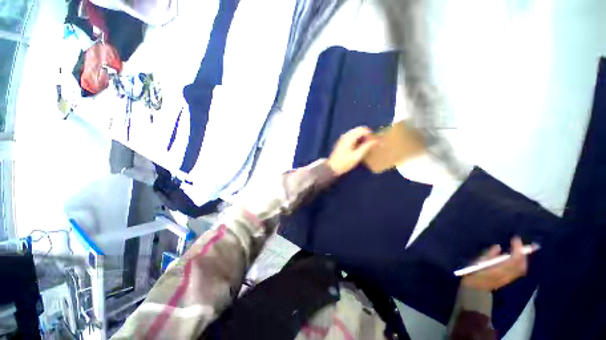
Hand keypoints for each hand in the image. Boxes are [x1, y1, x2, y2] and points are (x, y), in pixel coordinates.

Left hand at [327, 126, 377, 175]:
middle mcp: (346, 135)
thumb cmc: (344, 163)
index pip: (363, 129)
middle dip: (367, 134)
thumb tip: (376, 140)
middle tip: (372, 143)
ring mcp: (343, 138)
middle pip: (359, 129)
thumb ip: (366, 147)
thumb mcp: (357, 156)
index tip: (375, 142)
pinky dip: (358, 139)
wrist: (332, 168)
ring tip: (367, 145)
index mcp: (349, 137)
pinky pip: (352, 136)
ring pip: (356, 132)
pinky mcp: (342, 142)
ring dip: (362, 136)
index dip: (370, 134)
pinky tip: (360, 147)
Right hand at [461, 237, 528, 290]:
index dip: (517, 248)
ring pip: (522, 267)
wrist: (476, 288)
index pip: (515, 258)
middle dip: (522, 253)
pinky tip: (516, 258)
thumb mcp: (479, 262)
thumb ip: (489, 254)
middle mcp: (508, 273)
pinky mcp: (509, 279)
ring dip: (522, 257)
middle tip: (519, 243)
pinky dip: (520, 262)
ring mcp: (510, 277)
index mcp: (501, 268)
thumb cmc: (475, 273)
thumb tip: (498, 247)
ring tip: (518, 249)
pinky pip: (519, 270)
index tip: (515, 239)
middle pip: (521, 263)